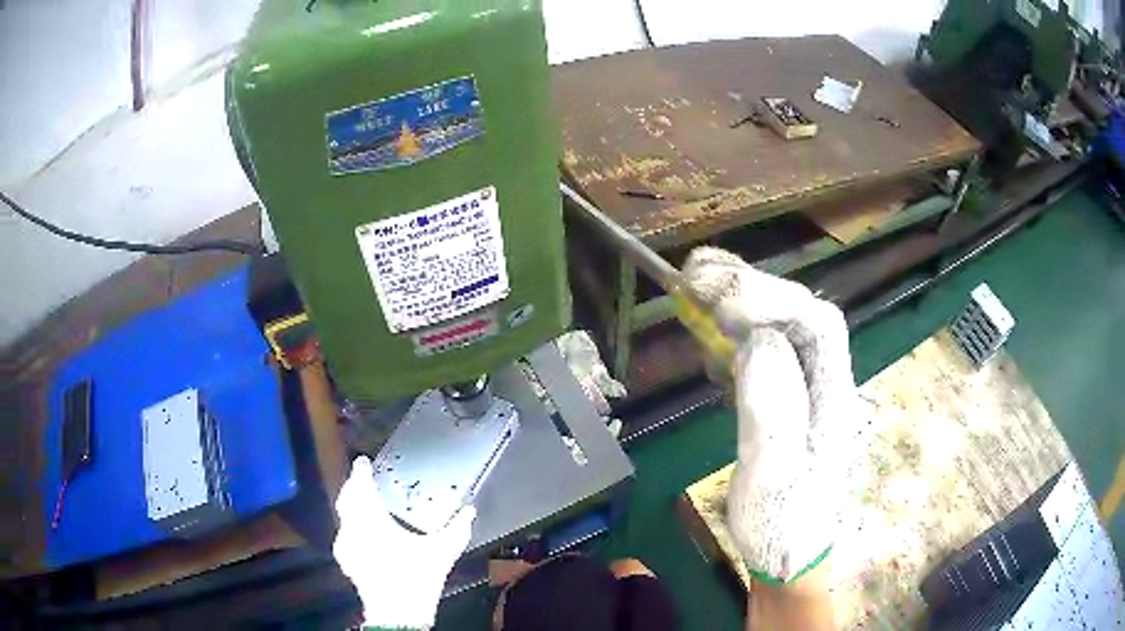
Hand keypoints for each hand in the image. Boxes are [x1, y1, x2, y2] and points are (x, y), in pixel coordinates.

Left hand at [333, 456, 475, 629]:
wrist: (397, 612)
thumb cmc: (417, 577)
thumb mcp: (442, 552)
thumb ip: (457, 529)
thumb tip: (469, 511)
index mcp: (373, 520)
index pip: (361, 486)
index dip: (360, 471)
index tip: (363, 462)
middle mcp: (353, 527)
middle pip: (346, 497)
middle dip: (353, 486)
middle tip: (362, 479)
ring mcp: (346, 544)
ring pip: (343, 515)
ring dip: (351, 505)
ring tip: (363, 502)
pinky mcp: (345, 559)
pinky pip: (344, 533)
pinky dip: (351, 525)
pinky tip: (362, 532)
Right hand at [683, 247, 863, 583]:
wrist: (788, 556)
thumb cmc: (781, 522)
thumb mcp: (773, 471)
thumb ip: (771, 404)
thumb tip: (757, 338)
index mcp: (832, 396)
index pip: (816, 324)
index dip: (771, 297)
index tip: (717, 291)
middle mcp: (825, 384)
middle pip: (799, 317)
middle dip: (750, 287)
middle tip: (695, 272)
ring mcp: (806, 392)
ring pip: (780, 331)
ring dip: (740, 304)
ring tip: (695, 287)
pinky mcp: (785, 404)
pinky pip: (764, 355)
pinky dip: (734, 336)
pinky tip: (710, 336)